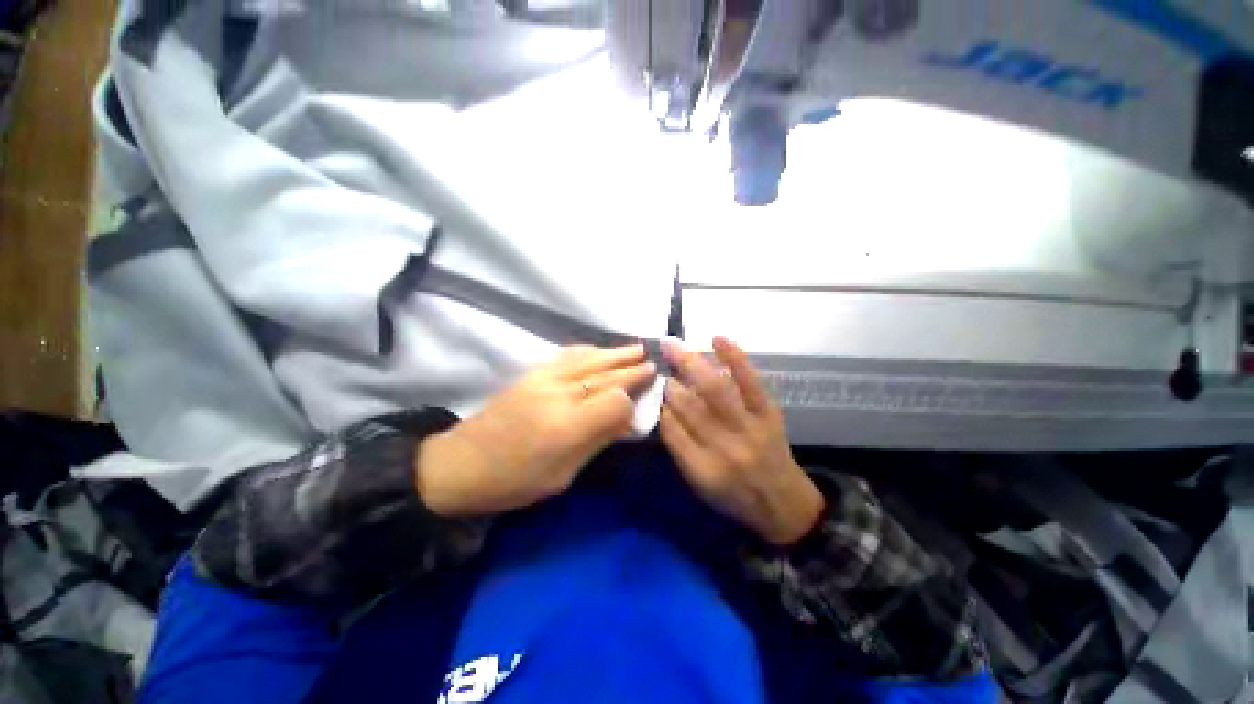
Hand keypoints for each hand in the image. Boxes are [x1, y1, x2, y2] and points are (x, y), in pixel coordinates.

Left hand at [416, 344, 656, 516]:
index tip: (639, 407)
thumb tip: (627, 420)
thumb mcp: (563, 475)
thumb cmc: (515, 481)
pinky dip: (591, 350)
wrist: (462, 464)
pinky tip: (601, 350)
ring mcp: (543, 378)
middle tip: (654, 362)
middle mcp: (558, 394)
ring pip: (590, 359)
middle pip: (605, 375)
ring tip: (638, 347)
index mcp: (566, 427)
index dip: (630, 403)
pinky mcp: (532, 372)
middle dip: (632, 369)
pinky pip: (568, 355)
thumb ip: (598, 441)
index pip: (614, 401)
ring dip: (616, 353)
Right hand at [659, 336, 824, 545]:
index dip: (659, 405)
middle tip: (657, 361)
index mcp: (703, 470)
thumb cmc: (734, 496)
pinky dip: (735, 358)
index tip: (651, 388)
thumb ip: (678, 448)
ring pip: (716, 390)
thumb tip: (663, 407)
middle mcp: (725, 447)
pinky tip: (718, 339)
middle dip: (670, 381)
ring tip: (673, 345)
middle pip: (691, 407)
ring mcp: (750, 427)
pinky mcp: (770, 413)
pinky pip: (751, 382)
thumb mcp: (698, 484)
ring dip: (691, 364)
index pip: (671, 430)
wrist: (783, 503)